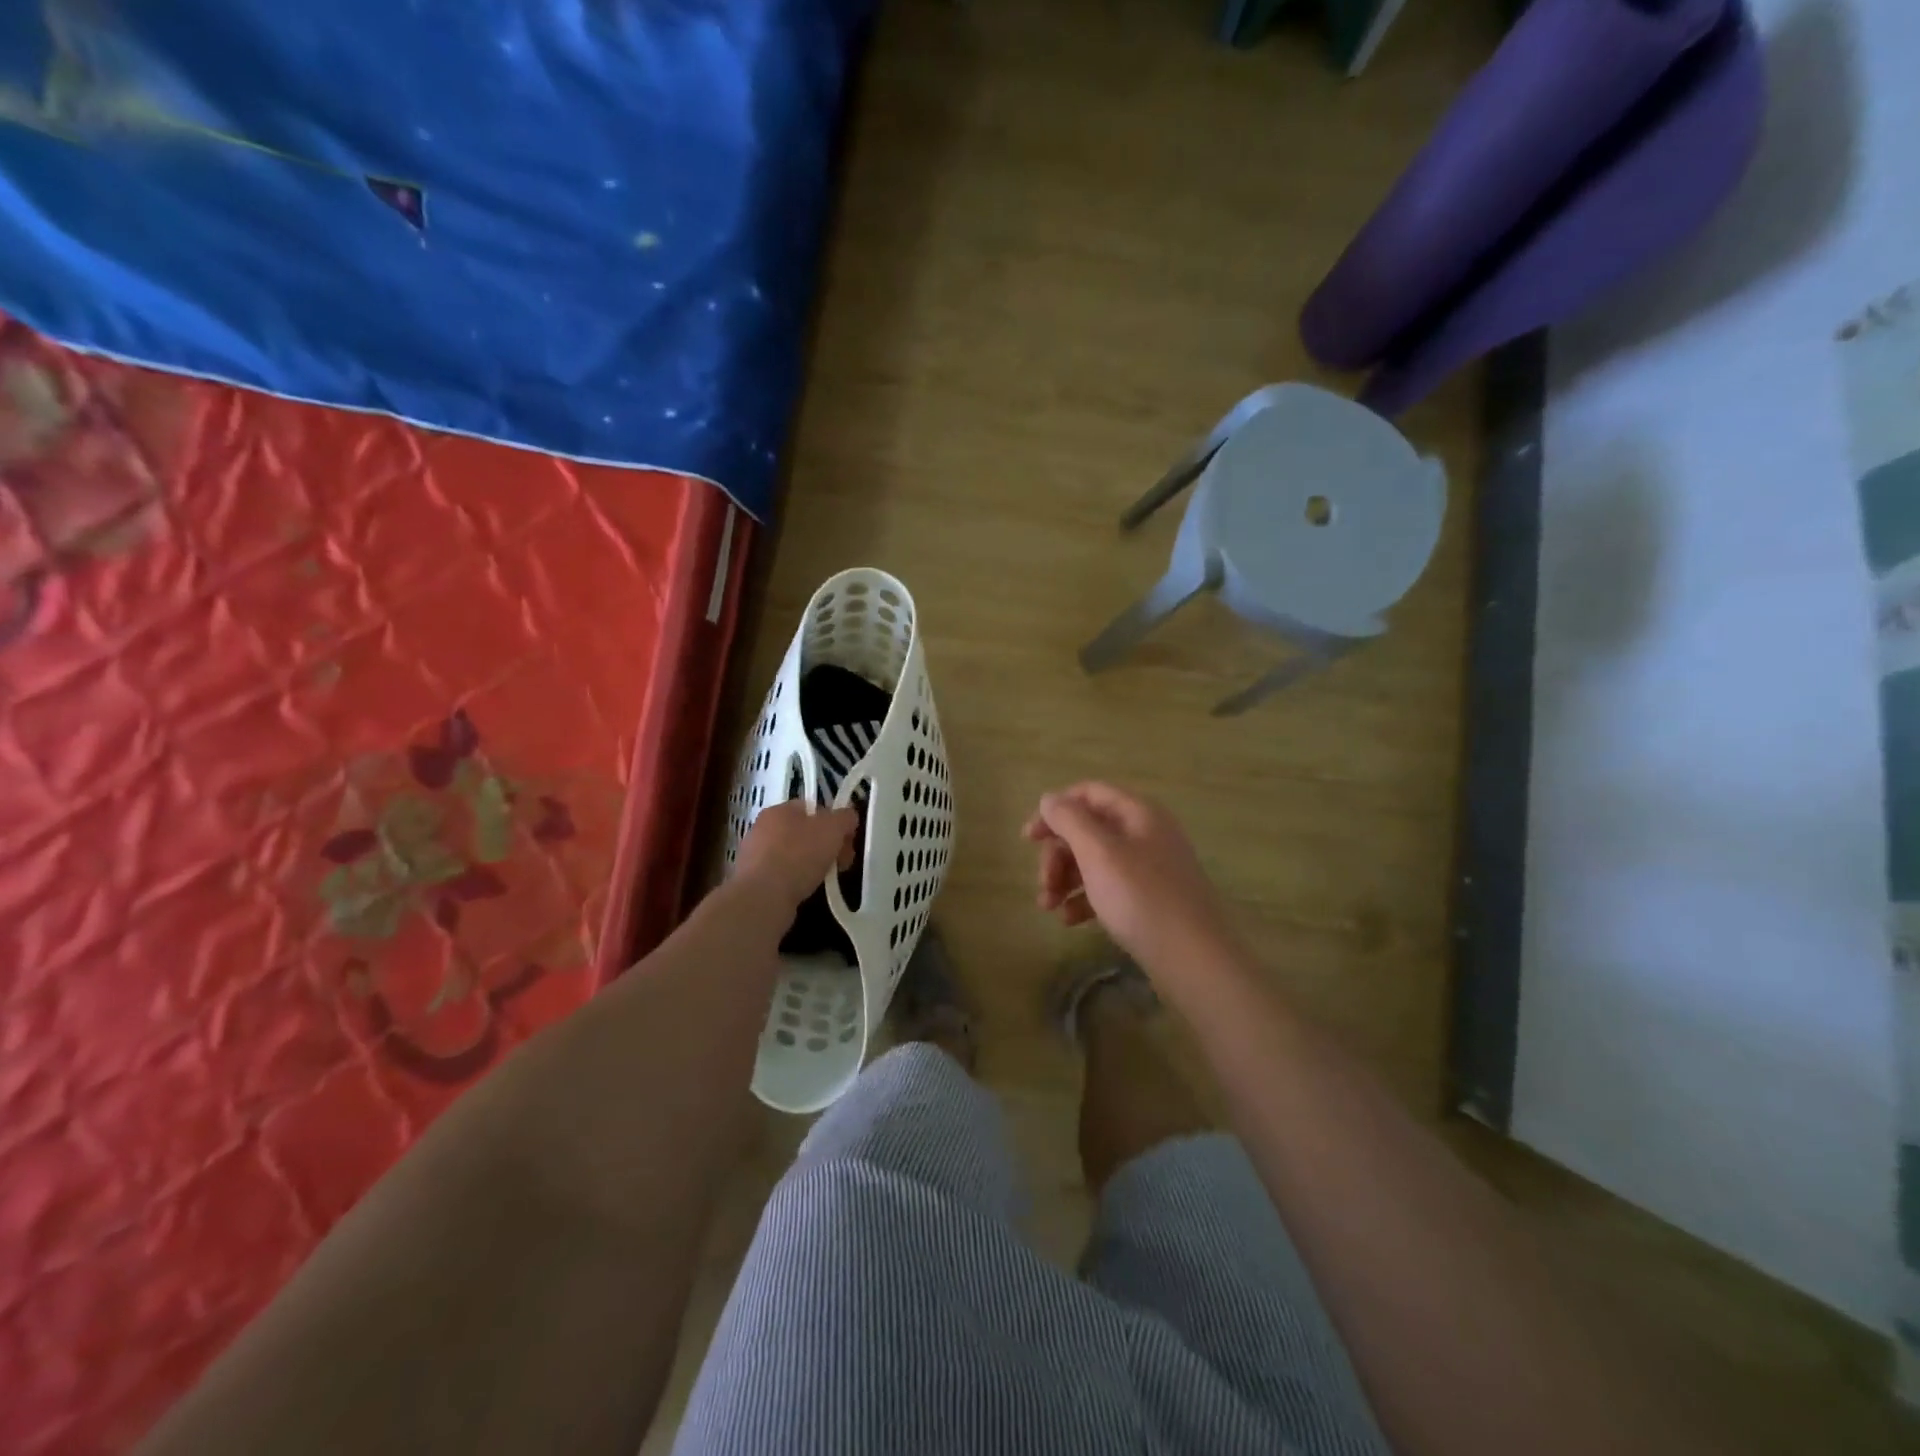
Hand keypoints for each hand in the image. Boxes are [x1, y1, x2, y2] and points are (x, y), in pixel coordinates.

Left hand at [734, 800, 858, 912]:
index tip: (847, 842)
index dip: (835, 822)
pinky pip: (782, 875)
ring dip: (811, 864)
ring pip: (793, 855)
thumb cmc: (799, 855)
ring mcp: (754, 855)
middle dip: (826, 846)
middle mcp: (763, 827)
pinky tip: (804, 891)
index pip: (813, 808)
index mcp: (780, 809)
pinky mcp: (752, 880)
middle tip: (842, 863)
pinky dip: (795, 881)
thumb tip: (848, 817)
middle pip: (804, 831)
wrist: (762, 898)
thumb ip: (845, 818)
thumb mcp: (833, 829)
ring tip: (824, 880)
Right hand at [1023, 783, 1232, 977]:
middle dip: (1058, 854)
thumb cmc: (1140, 897)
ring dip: (1066, 879)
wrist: (1193, 958)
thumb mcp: (1098, 852)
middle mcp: (1145, 833)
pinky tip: (1070, 921)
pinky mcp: (1149, 899)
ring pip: (1095, 861)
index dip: (1055, 810)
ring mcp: (1150, 867)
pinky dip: (1085, 899)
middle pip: (1089, 830)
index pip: (1089, 793)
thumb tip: (1049, 799)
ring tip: (1048, 907)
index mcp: (1138, 812)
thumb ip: (1069, 820)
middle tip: (1043, 883)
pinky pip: (1108, 887)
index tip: (1028, 838)